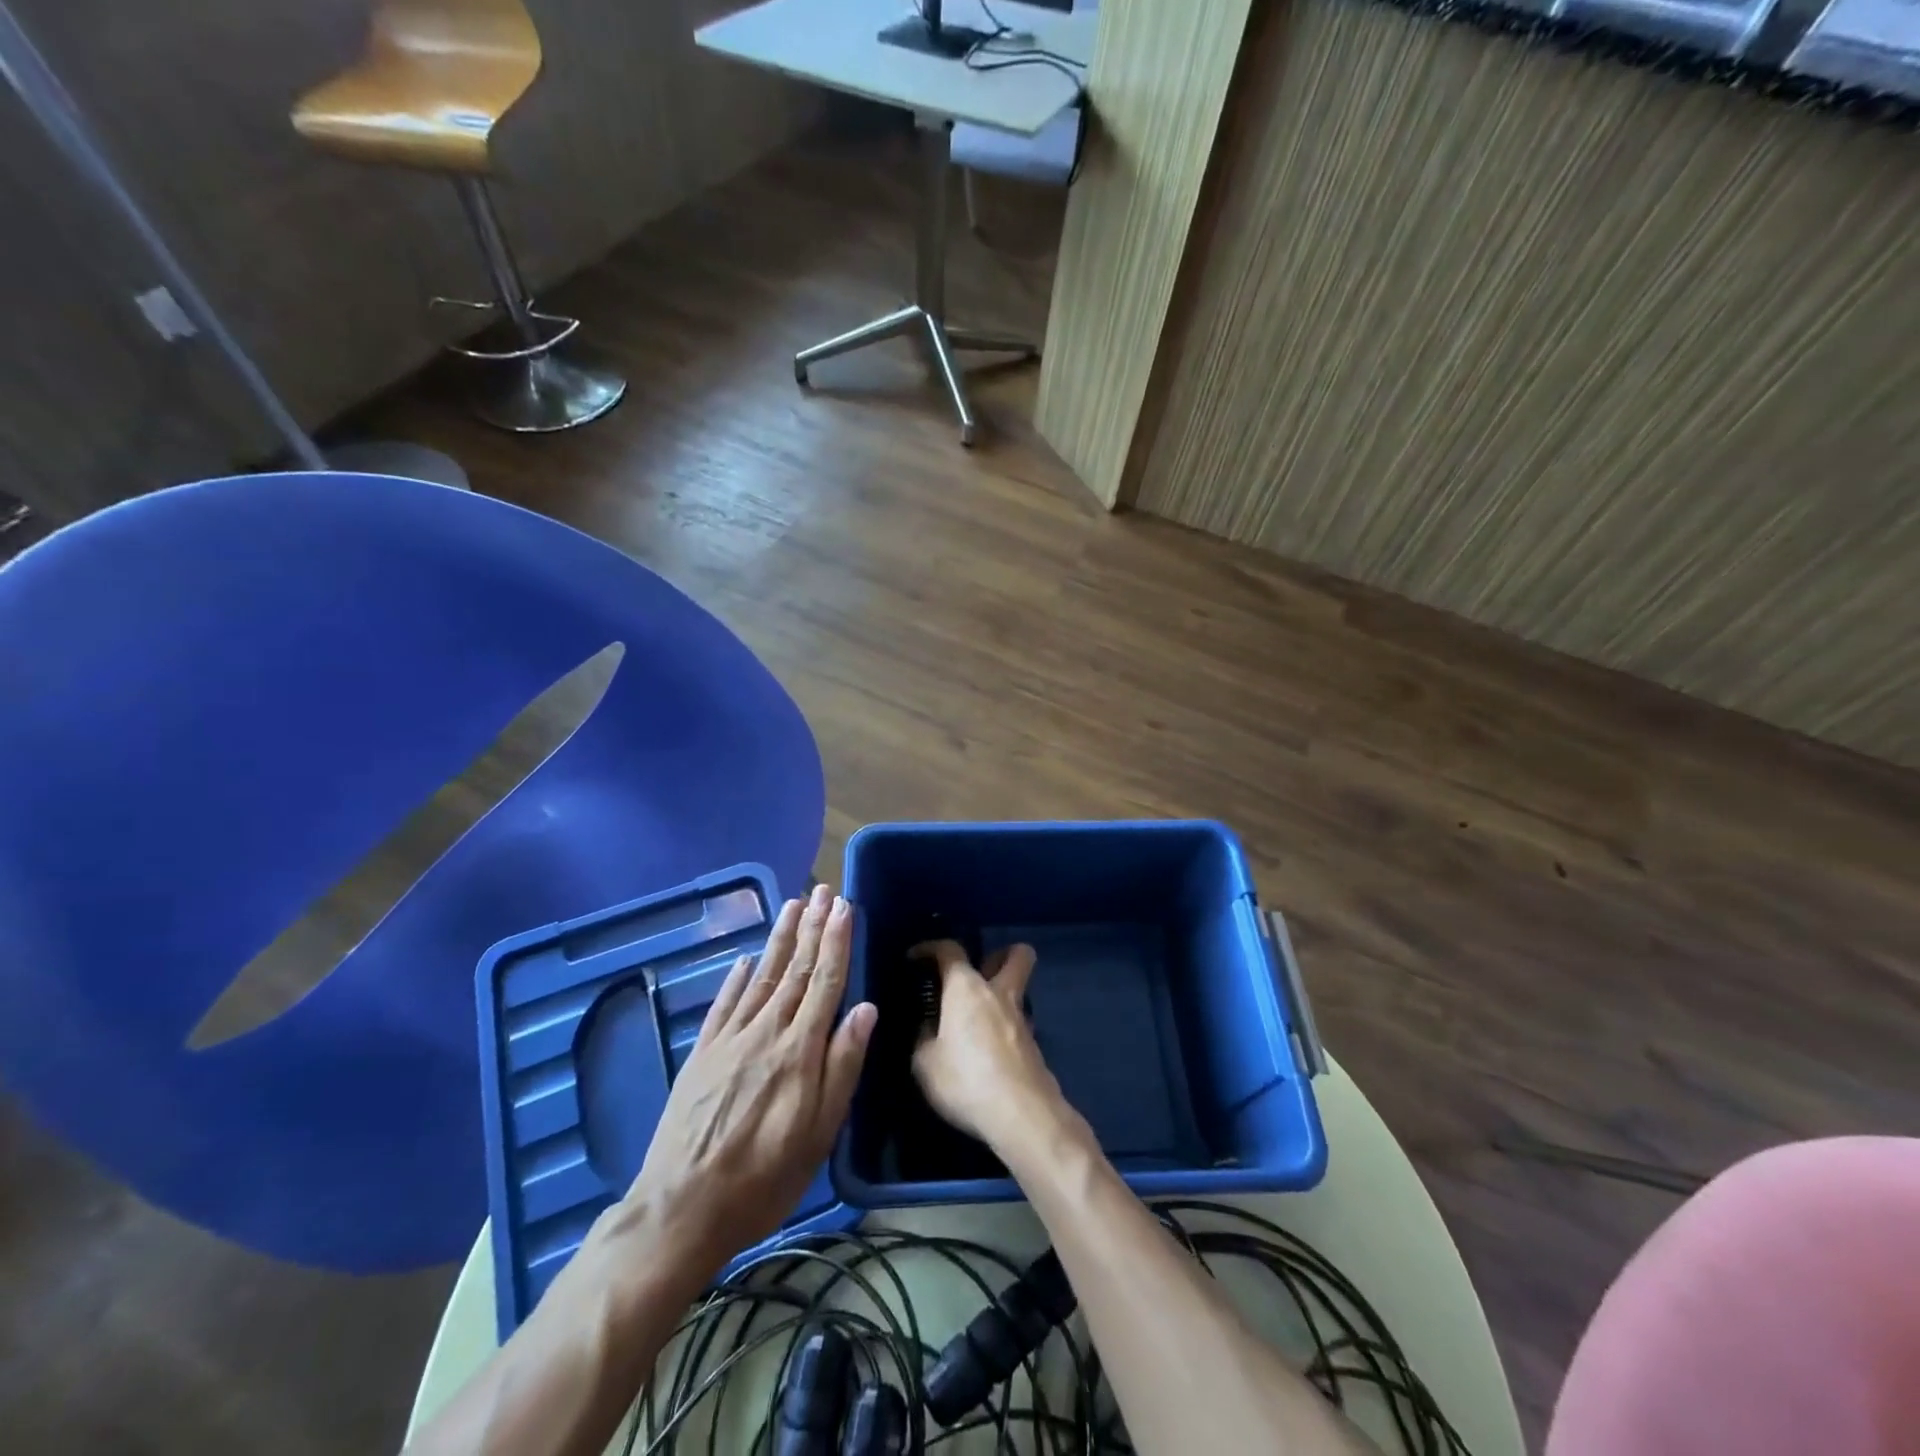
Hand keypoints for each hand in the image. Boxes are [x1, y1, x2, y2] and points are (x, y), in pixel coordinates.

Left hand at [618, 886, 876, 1281]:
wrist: (682, 1208)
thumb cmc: (764, 1178)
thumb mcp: (819, 1133)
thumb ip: (842, 1066)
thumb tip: (865, 1009)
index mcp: (800, 1050)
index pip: (824, 982)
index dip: (836, 942)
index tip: (844, 906)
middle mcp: (766, 1032)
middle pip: (794, 970)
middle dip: (812, 928)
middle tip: (822, 891)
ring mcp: (730, 1039)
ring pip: (761, 977)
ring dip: (779, 939)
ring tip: (792, 906)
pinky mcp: (702, 1053)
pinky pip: (724, 1004)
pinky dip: (736, 978)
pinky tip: (743, 959)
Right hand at [910, 939, 1068, 1151]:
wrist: (1022, 1114)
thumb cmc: (966, 1080)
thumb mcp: (925, 1063)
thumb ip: (923, 1038)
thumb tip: (928, 1028)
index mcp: (966, 988)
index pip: (950, 950)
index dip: (930, 948)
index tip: (916, 958)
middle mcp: (998, 993)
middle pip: (1016, 955)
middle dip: (999, 955)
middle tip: (976, 974)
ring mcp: (1021, 1019)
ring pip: (1019, 990)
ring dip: (1001, 995)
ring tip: (976, 1020)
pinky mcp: (1034, 1046)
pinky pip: (1017, 1023)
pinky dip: (1004, 1028)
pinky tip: (988, 1051)